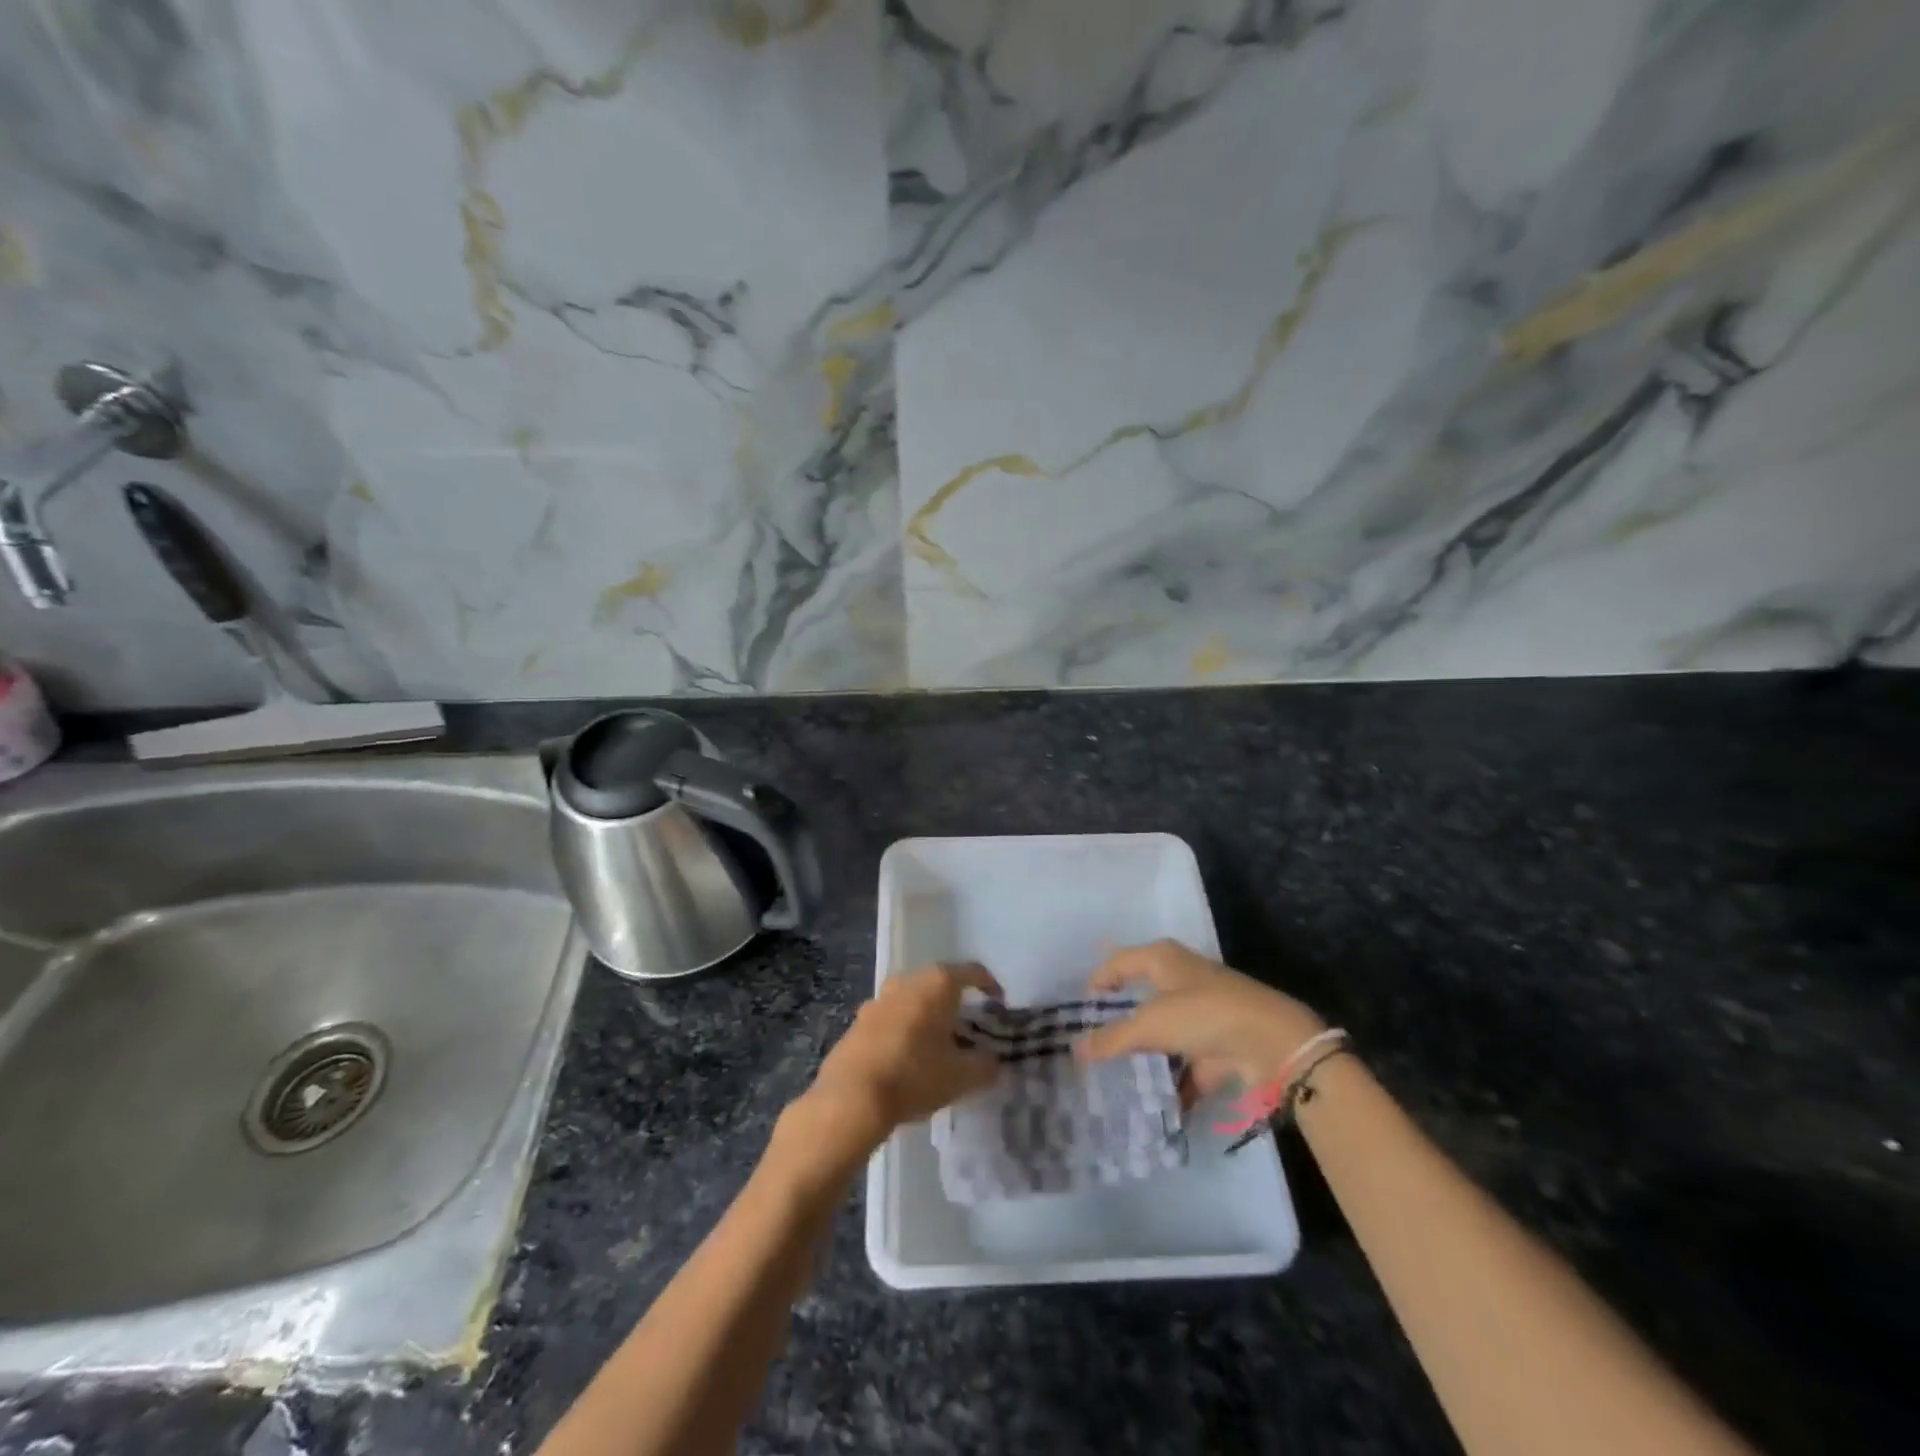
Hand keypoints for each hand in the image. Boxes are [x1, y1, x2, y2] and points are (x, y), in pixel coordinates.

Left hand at [795, 962, 1003, 1157]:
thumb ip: (985, 1065)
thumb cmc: (915, 1076)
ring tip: (938, 1043)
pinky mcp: (858, 1021)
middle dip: (955, 1002)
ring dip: (927, 1015)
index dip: (989, 984)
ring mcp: (878, 998)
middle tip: (969, 1026)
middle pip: (939, 983)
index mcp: (937, 984)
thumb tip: (991, 1060)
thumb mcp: (962, 1077)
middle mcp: (907, 981)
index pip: (972, 972)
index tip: (999, 1001)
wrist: (851, 1097)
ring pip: (912, 999)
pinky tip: (908, 1057)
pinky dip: (905, 1029)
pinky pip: (891, 1017)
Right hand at [1076, 940, 1324, 1100]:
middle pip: (1142, 997)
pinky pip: (1186, 1066)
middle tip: (1091, 1044)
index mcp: (1163, 959)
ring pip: (1164, 1034)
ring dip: (1145, 1057)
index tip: (1080, 1006)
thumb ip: (1112, 1038)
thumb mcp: (1151, 1024)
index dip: (1099, 979)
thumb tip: (1075, 1048)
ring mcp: (1202, 1014)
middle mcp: (1181, 979)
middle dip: (1120, 1021)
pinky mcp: (1218, 1046)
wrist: (1274, 1044)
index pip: (1120, 961)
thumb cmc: (1205, 1014)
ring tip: (1115, 1081)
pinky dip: (1172, 1086)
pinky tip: (1152, 1109)